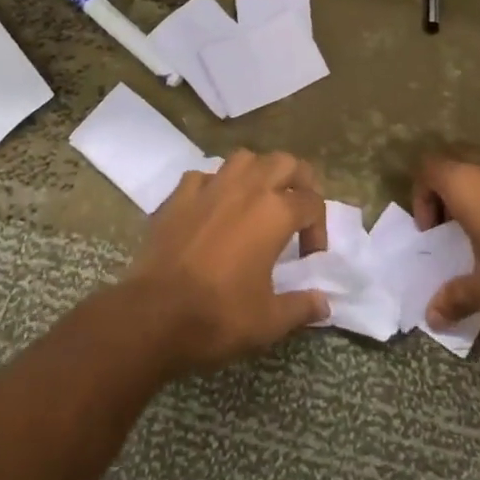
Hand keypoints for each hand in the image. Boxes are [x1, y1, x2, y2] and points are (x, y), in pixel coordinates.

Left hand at [123, 150, 329, 374]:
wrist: (155, 313)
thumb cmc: (219, 315)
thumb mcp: (269, 321)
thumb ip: (301, 307)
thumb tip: (323, 304)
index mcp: (274, 213)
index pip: (312, 202)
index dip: (318, 228)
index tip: (309, 257)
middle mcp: (246, 188)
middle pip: (284, 162)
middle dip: (298, 181)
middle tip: (296, 211)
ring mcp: (209, 186)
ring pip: (244, 159)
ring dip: (258, 173)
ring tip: (258, 201)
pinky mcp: (179, 195)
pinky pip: (204, 176)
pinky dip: (215, 185)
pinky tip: (214, 207)